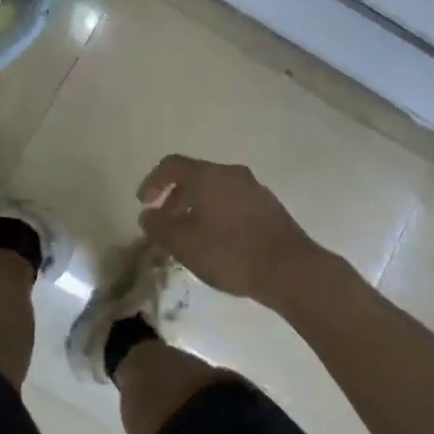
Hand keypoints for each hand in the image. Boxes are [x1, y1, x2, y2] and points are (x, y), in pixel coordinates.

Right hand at [137, 156, 326, 305]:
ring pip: (215, 189)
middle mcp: (231, 173)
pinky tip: (217, 240)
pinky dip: (217, 212)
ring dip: (196, 206)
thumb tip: (147, 215)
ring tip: (190, 235)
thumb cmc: (231, 253)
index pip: (172, 165)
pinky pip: (232, 200)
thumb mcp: (185, 244)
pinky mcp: (268, 205)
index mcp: (208, 175)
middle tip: (165, 222)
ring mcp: (253, 187)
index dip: (153, 181)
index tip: (144, 203)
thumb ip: (160, 227)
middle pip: (195, 176)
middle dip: (175, 196)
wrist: (290, 269)